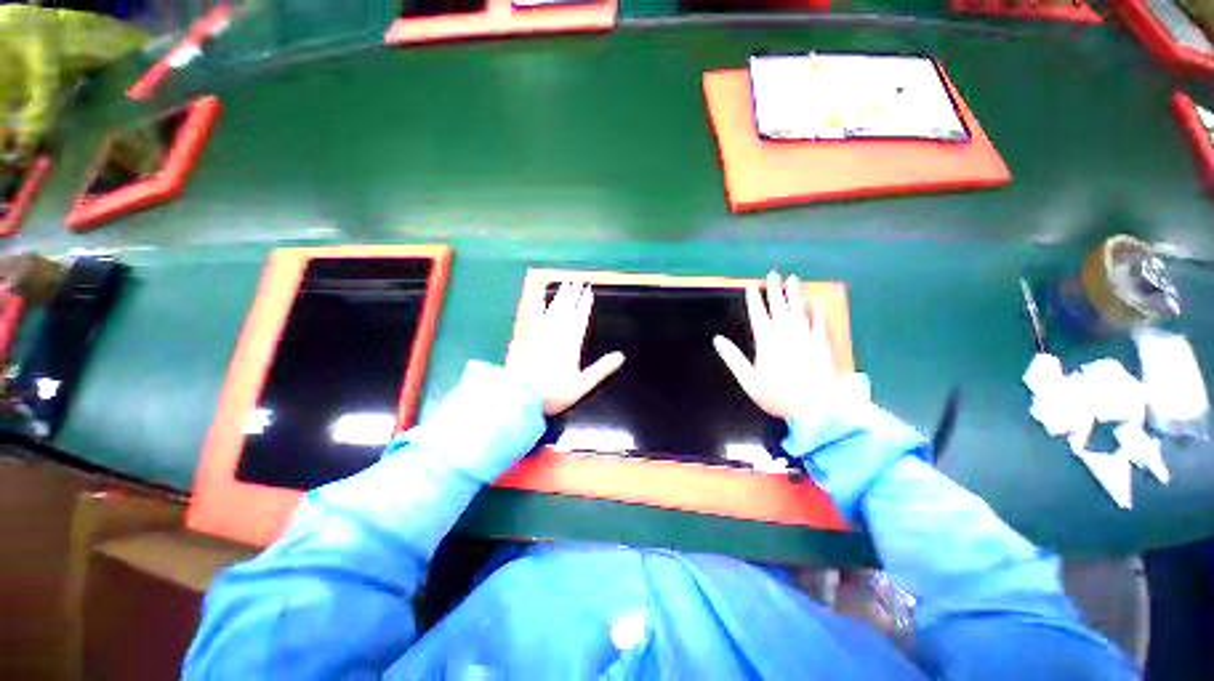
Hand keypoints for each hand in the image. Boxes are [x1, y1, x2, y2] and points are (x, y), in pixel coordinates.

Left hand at [507, 281, 624, 415]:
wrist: (518, 396)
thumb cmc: (552, 393)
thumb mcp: (582, 385)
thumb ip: (601, 370)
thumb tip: (621, 356)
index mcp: (570, 345)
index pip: (580, 320)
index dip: (585, 305)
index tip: (588, 291)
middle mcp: (555, 334)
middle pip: (566, 311)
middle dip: (572, 295)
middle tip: (577, 281)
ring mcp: (538, 334)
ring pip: (551, 310)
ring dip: (559, 296)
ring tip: (564, 284)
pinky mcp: (523, 337)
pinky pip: (531, 317)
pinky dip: (535, 306)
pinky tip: (536, 298)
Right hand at [714, 271, 835, 418]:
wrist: (818, 408)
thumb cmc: (778, 396)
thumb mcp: (749, 380)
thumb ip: (733, 358)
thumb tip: (717, 339)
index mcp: (767, 342)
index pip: (758, 315)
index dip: (754, 300)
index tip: (750, 286)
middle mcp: (787, 334)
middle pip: (779, 307)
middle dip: (774, 290)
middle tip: (773, 274)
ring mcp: (807, 337)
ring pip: (800, 310)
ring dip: (795, 294)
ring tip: (793, 280)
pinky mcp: (823, 344)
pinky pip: (819, 322)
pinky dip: (817, 311)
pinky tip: (816, 303)